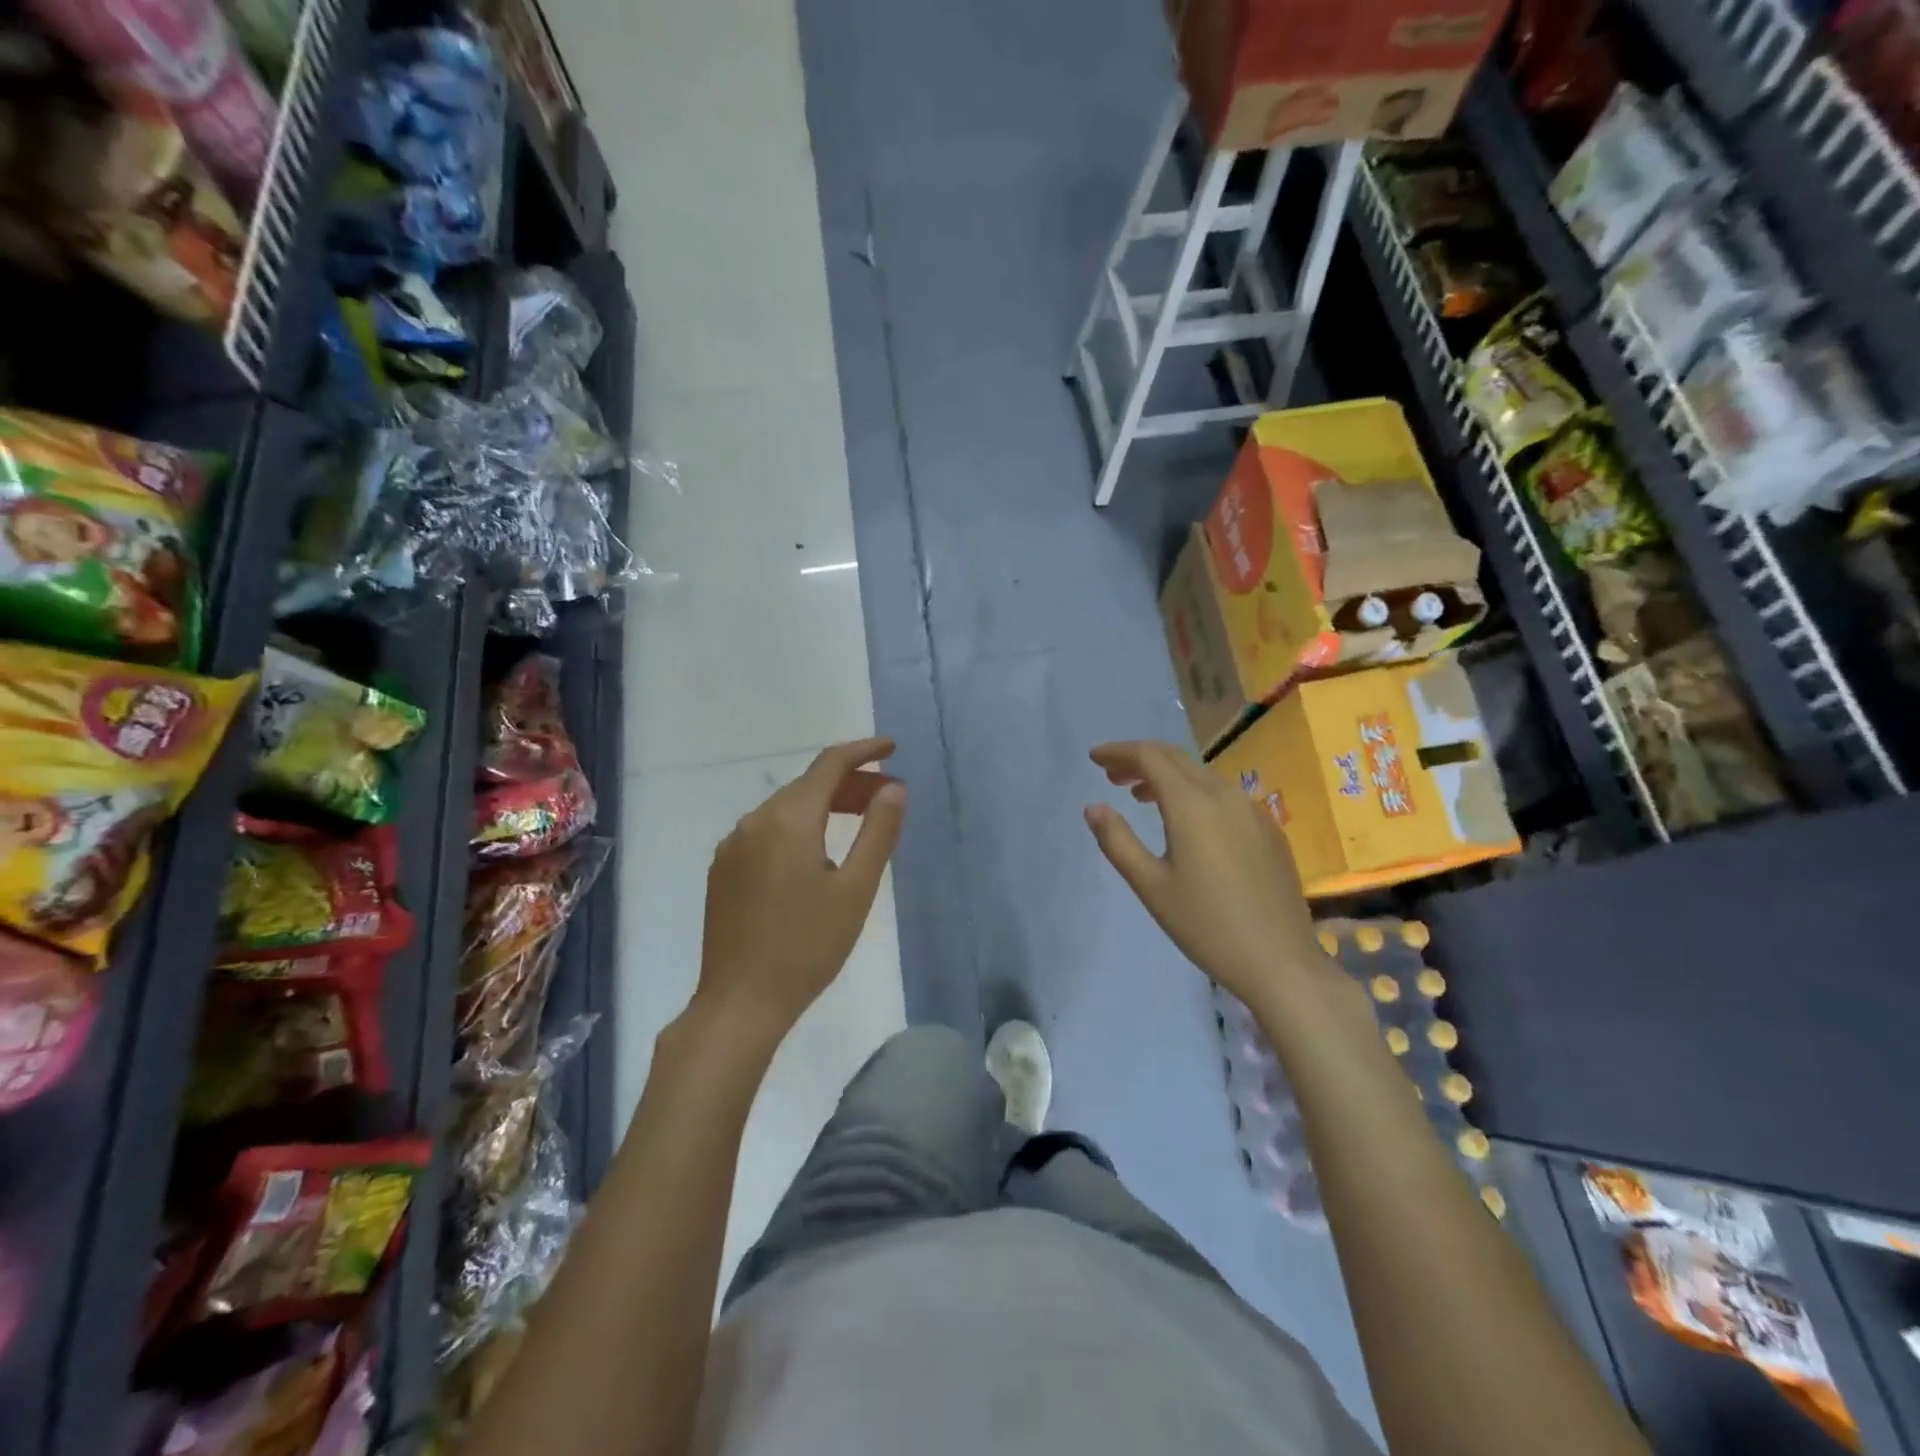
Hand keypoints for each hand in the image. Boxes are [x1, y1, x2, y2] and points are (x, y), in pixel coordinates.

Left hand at [696, 738, 905, 1043]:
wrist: (740, 1002)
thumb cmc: (808, 947)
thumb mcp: (856, 889)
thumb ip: (879, 831)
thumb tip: (894, 788)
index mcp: (789, 819)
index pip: (829, 764)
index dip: (863, 752)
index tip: (891, 750)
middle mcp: (755, 820)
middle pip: (808, 785)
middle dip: (850, 784)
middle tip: (888, 798)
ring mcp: (733, 845)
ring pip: (786, 808)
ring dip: (825, 806)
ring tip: (859, 823)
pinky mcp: (723, 869)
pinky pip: (766, 831)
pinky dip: (799, 826)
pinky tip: (816, 852)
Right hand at [1085, 740, 1324, 1004]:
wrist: (1280, 962)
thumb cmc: (1206, 925)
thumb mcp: (1150, 886)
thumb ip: (1117, 841)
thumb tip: (1094, 807)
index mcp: (1193, 804)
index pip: (1150, 757)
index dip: (1119, 751)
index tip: (1094, 758)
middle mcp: (1225, 795)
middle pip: (1176, 758)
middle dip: (1140, 759)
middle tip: (1111, 774)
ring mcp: (1252, 810)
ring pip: (1201, 775)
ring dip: (1167, 776)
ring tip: (1140, 796)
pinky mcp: (1268, 829)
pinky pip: (1223, 794)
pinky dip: (1194, 792)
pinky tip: (1186, 821)